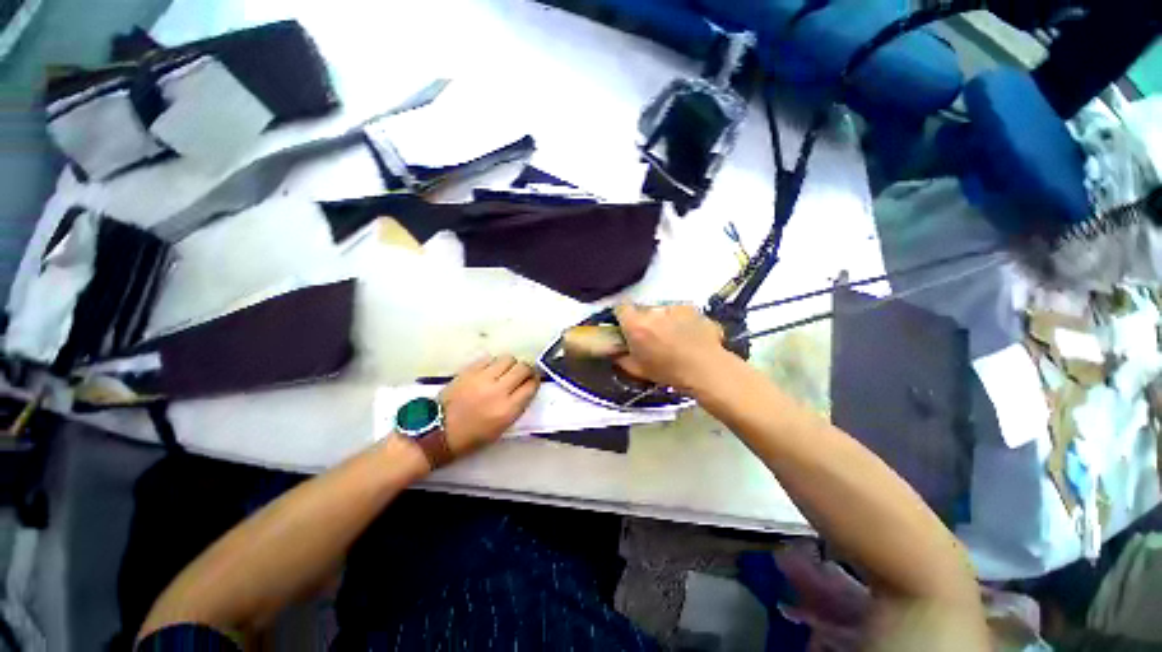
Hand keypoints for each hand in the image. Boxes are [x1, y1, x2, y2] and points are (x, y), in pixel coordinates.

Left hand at [440, 355, 539, 457]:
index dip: (535, 381)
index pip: (531, 386)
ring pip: (508, 358)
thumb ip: (516, 406)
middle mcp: (498, 390)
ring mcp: (482, 378)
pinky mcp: (468, 371)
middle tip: (522, 374)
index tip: (533, 381)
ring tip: (505, 372)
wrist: (436, 432)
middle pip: (523, 368)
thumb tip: (526, 388)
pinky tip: (489, 371)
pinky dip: (493, 363)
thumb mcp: (501, 428)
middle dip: (526, 370)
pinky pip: (489, 358)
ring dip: (510, 364)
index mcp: (508, 409)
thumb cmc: (471, 437)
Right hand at [614, 303, 726, 391]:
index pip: (621, 308)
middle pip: (643, 310)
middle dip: (645, 321)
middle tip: (652, 338)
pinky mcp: (692, 308)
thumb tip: (614, 351)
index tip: (627, 327)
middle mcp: (653, 311)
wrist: (706, 369)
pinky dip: (681, 321)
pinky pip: (680, 312)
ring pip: (662, 311)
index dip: (623, 317)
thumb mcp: (637, 370)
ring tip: (674, 338)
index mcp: (636, 325)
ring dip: (663, 320)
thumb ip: (620, 358)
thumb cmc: (668, 372)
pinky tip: (689, 336)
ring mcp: (674, 307)